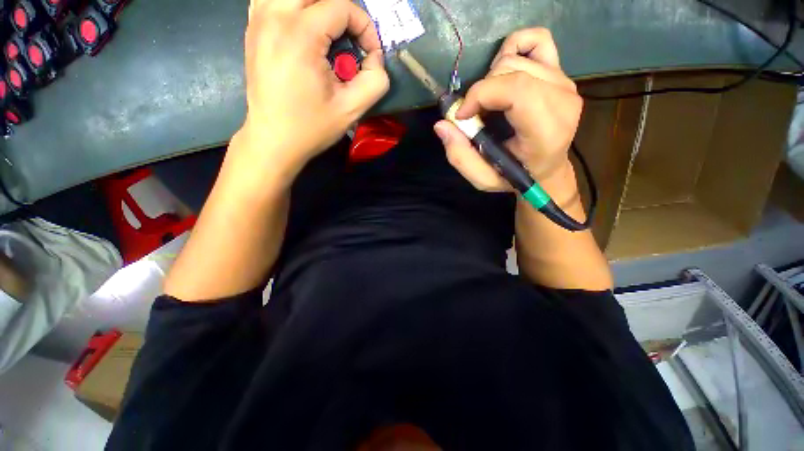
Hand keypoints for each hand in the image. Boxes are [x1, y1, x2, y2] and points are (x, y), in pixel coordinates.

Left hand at [235, 0, 389, 184]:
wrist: (274, 140)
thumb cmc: (312, 128)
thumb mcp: (352, 110)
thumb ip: (375, 81)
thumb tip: (376, 59)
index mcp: (300, 36)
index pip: (342, 6)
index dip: (365, 27)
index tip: (370, 54)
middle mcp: (274, 16)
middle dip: (341, 8)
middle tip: (350, 36)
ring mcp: (258, 19)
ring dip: (317, 5)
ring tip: (329, 31)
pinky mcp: (253, 28)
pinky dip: (294, 4)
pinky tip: (304, 26)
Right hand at [433, 29, 581, 199]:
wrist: (545, 170)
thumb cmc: (515, 177)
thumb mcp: (483, 179)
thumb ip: (460, 157)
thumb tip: (442, 124)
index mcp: (546, 130)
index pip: (515, 90)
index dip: (480, 95)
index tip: (461, 116)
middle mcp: (562, 99)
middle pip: (510, 70)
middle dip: (481, 91)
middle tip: (474, 116)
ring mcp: (564, 82)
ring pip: (515, 57)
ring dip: (491, 79)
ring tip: (489, 103)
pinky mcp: (560, 72)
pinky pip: (537, 39)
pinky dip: (514, 47)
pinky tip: (503, 74)